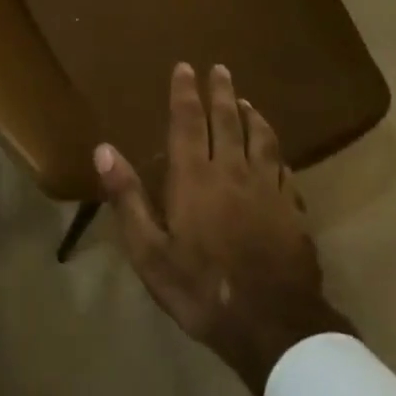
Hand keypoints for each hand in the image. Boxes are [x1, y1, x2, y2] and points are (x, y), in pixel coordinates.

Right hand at [95, 63, 349, 395]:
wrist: (274, 327)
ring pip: (260, 138)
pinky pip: (283, 168)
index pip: (187, 122)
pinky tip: (275, 151)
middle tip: (219, 68)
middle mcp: (231, 171)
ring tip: (245, 100)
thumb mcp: (150, 252)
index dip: (185, 93)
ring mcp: (267, 189)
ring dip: (251, 115)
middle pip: (226, 121)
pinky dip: (275, 150)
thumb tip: (103, 149)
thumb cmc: (202, 289)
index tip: (185, 67)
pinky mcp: (292, 209)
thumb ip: (127, 198)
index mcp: (194, 177)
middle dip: (220, 92)